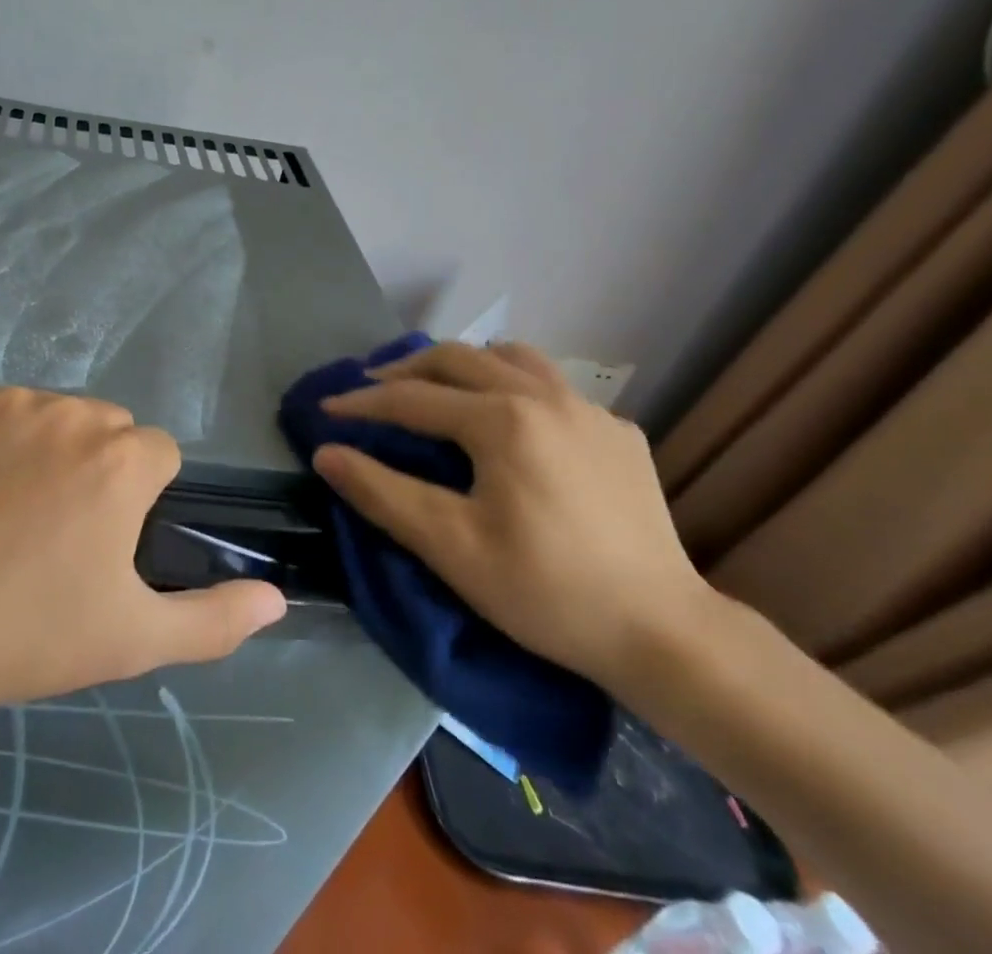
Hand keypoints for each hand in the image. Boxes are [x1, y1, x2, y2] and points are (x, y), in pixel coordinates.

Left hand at [0, 382, 286, 717]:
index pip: (157, 454)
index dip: (138, 499)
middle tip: (52, 531)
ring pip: (45, 413)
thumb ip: (215, 619)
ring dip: (37, 448)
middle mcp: (71, 411)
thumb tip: (277, 598)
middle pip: (104, 427)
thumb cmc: (25, 636)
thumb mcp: (133, 640)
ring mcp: (5, 401)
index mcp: (123, 459)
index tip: (103, 541)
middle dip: (94, 467)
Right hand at [314, 341, 711, 690]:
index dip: (362, 402)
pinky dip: (515, 387)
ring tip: (441, 389)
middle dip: (406, 369)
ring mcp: (589, 409)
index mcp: (502, 419)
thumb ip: (382, 493)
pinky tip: (514, 426)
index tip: (326, 408)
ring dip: (464, 364)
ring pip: (511, 357)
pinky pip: (554, 387)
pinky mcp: (619, 432)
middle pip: (457, 358)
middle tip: (373, 389)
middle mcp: (545, 395)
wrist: (664, 635)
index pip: (412, 398)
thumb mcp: (451, 547)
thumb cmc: (546, 591)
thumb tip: (327, 452)